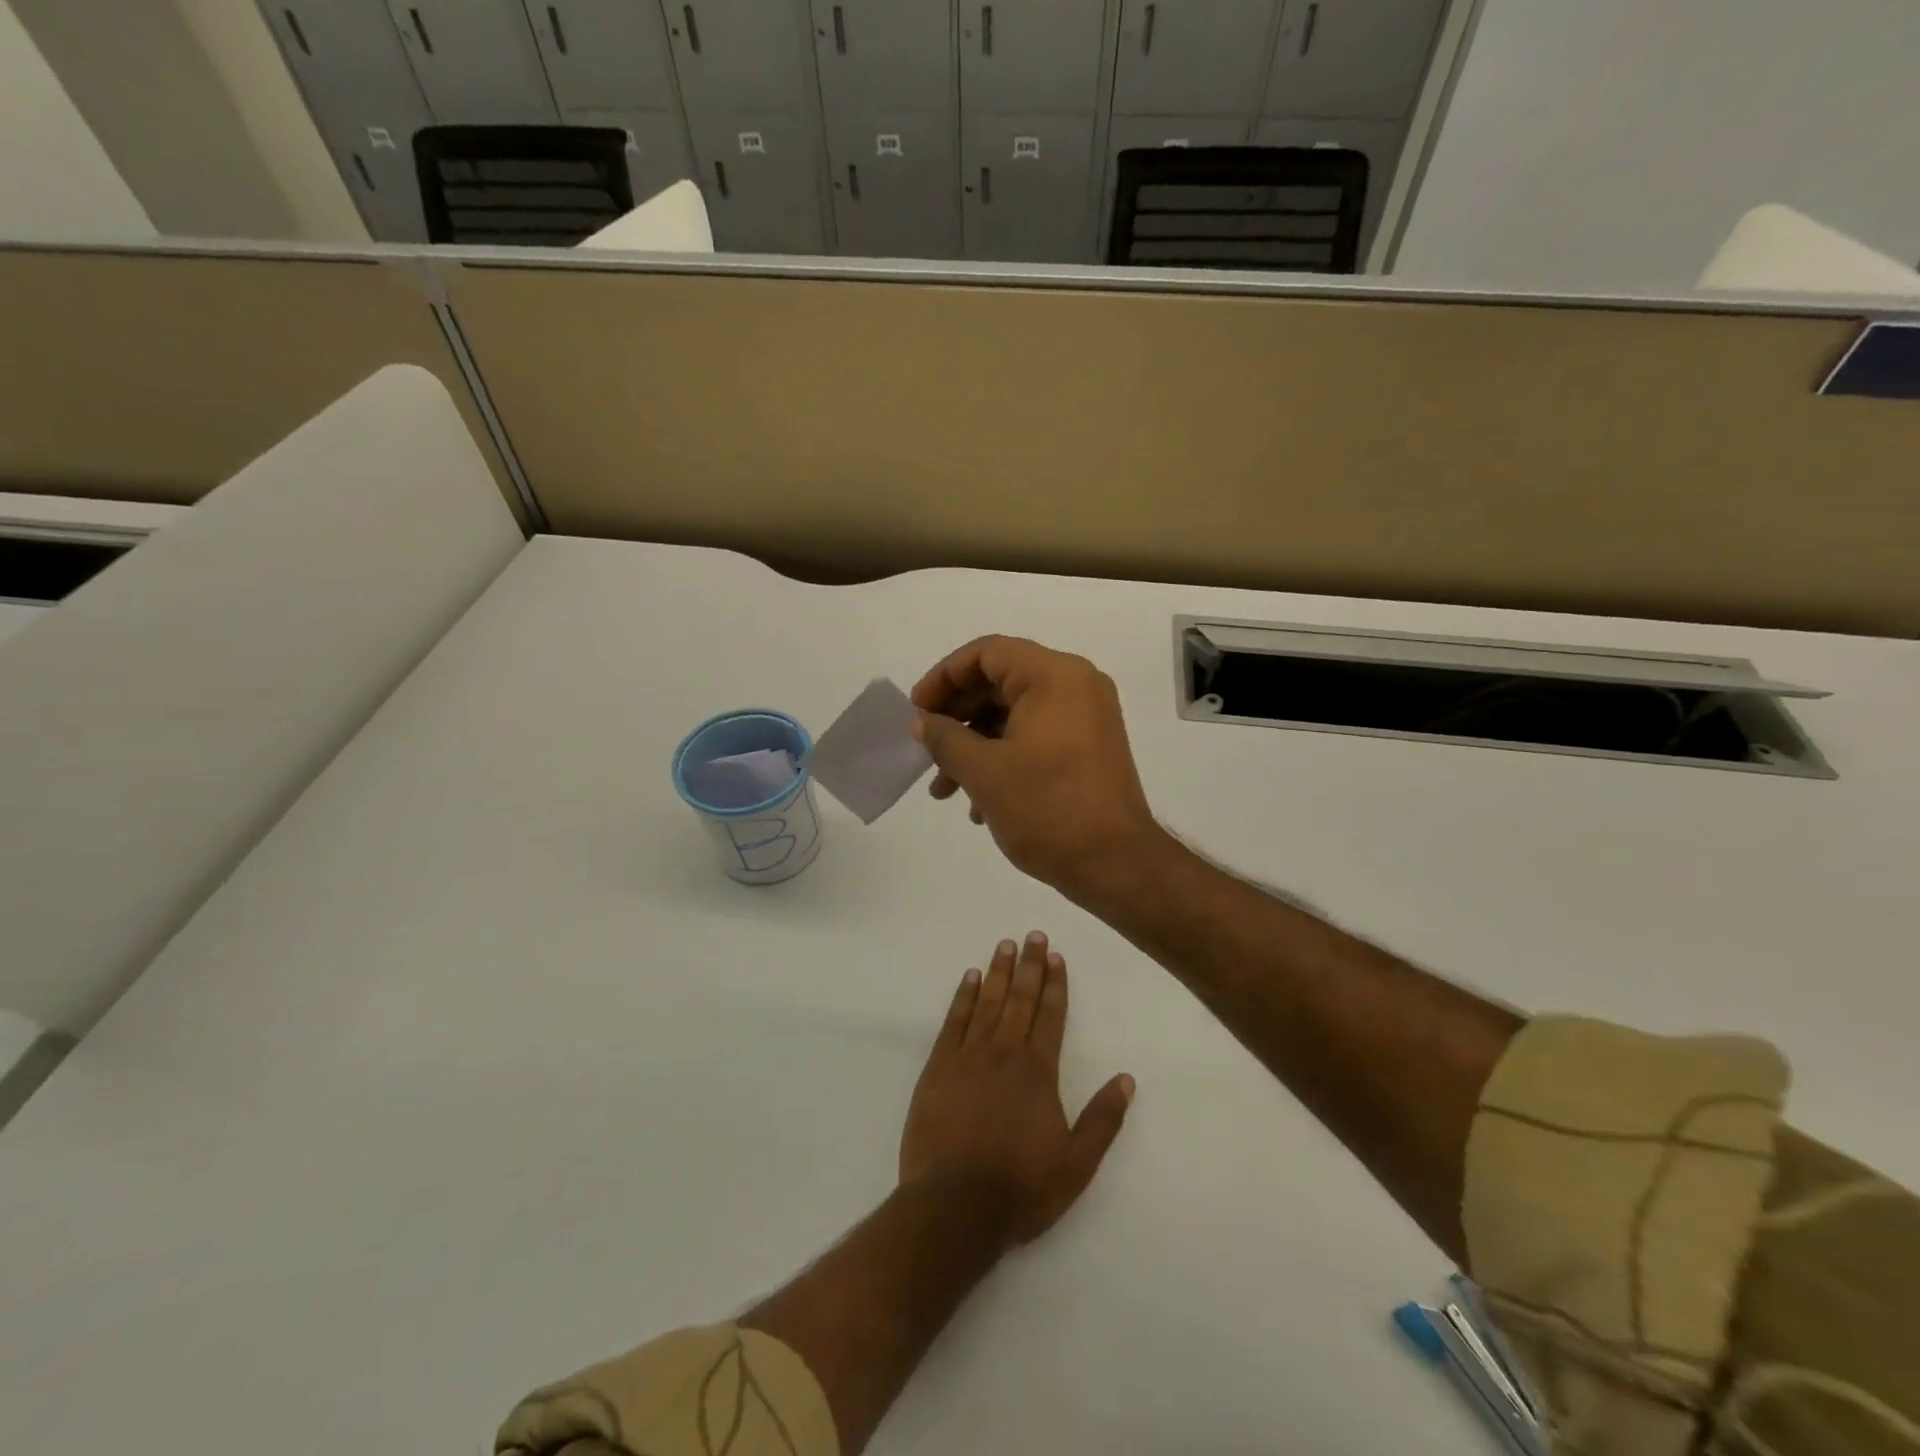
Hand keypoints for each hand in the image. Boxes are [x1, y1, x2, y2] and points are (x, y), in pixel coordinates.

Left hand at [900, 933, 1134, 1247]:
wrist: (954, 1205)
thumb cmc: (1020, 1188)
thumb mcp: (1077, 1164)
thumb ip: (1103, 1120)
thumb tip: (1126, 1078)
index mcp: (1038, 1071)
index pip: (1050, 1015)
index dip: (1055, 984)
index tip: (1056, 956)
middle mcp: (1004, 1052)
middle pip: (1020, 999)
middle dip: (1029, 966)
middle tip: (1032, 935)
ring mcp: (968, 1056)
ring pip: (987, 1002)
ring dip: (998, 972)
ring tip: (1005, 945)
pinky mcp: (938, 1067)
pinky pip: (953, 1021)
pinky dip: (963, 996)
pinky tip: (969, 978)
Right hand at [910, 635, 1162, 908]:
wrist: (1116, 864)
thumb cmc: (1047, 808)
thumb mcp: (983, 772)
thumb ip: (944, 738)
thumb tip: (923, 722)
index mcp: (1054, 676)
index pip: (986, 653)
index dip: (943, 677)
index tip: (916, 711)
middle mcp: (1076, 685)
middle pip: (999, 682)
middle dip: (956, 718)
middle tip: (925, 749)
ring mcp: (1087, 718)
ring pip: (1014, 715)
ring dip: (974, 745)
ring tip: (943, 790)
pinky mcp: (1089, 748)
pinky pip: (1035, 736)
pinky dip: (1002, 758)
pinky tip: (977, 803)